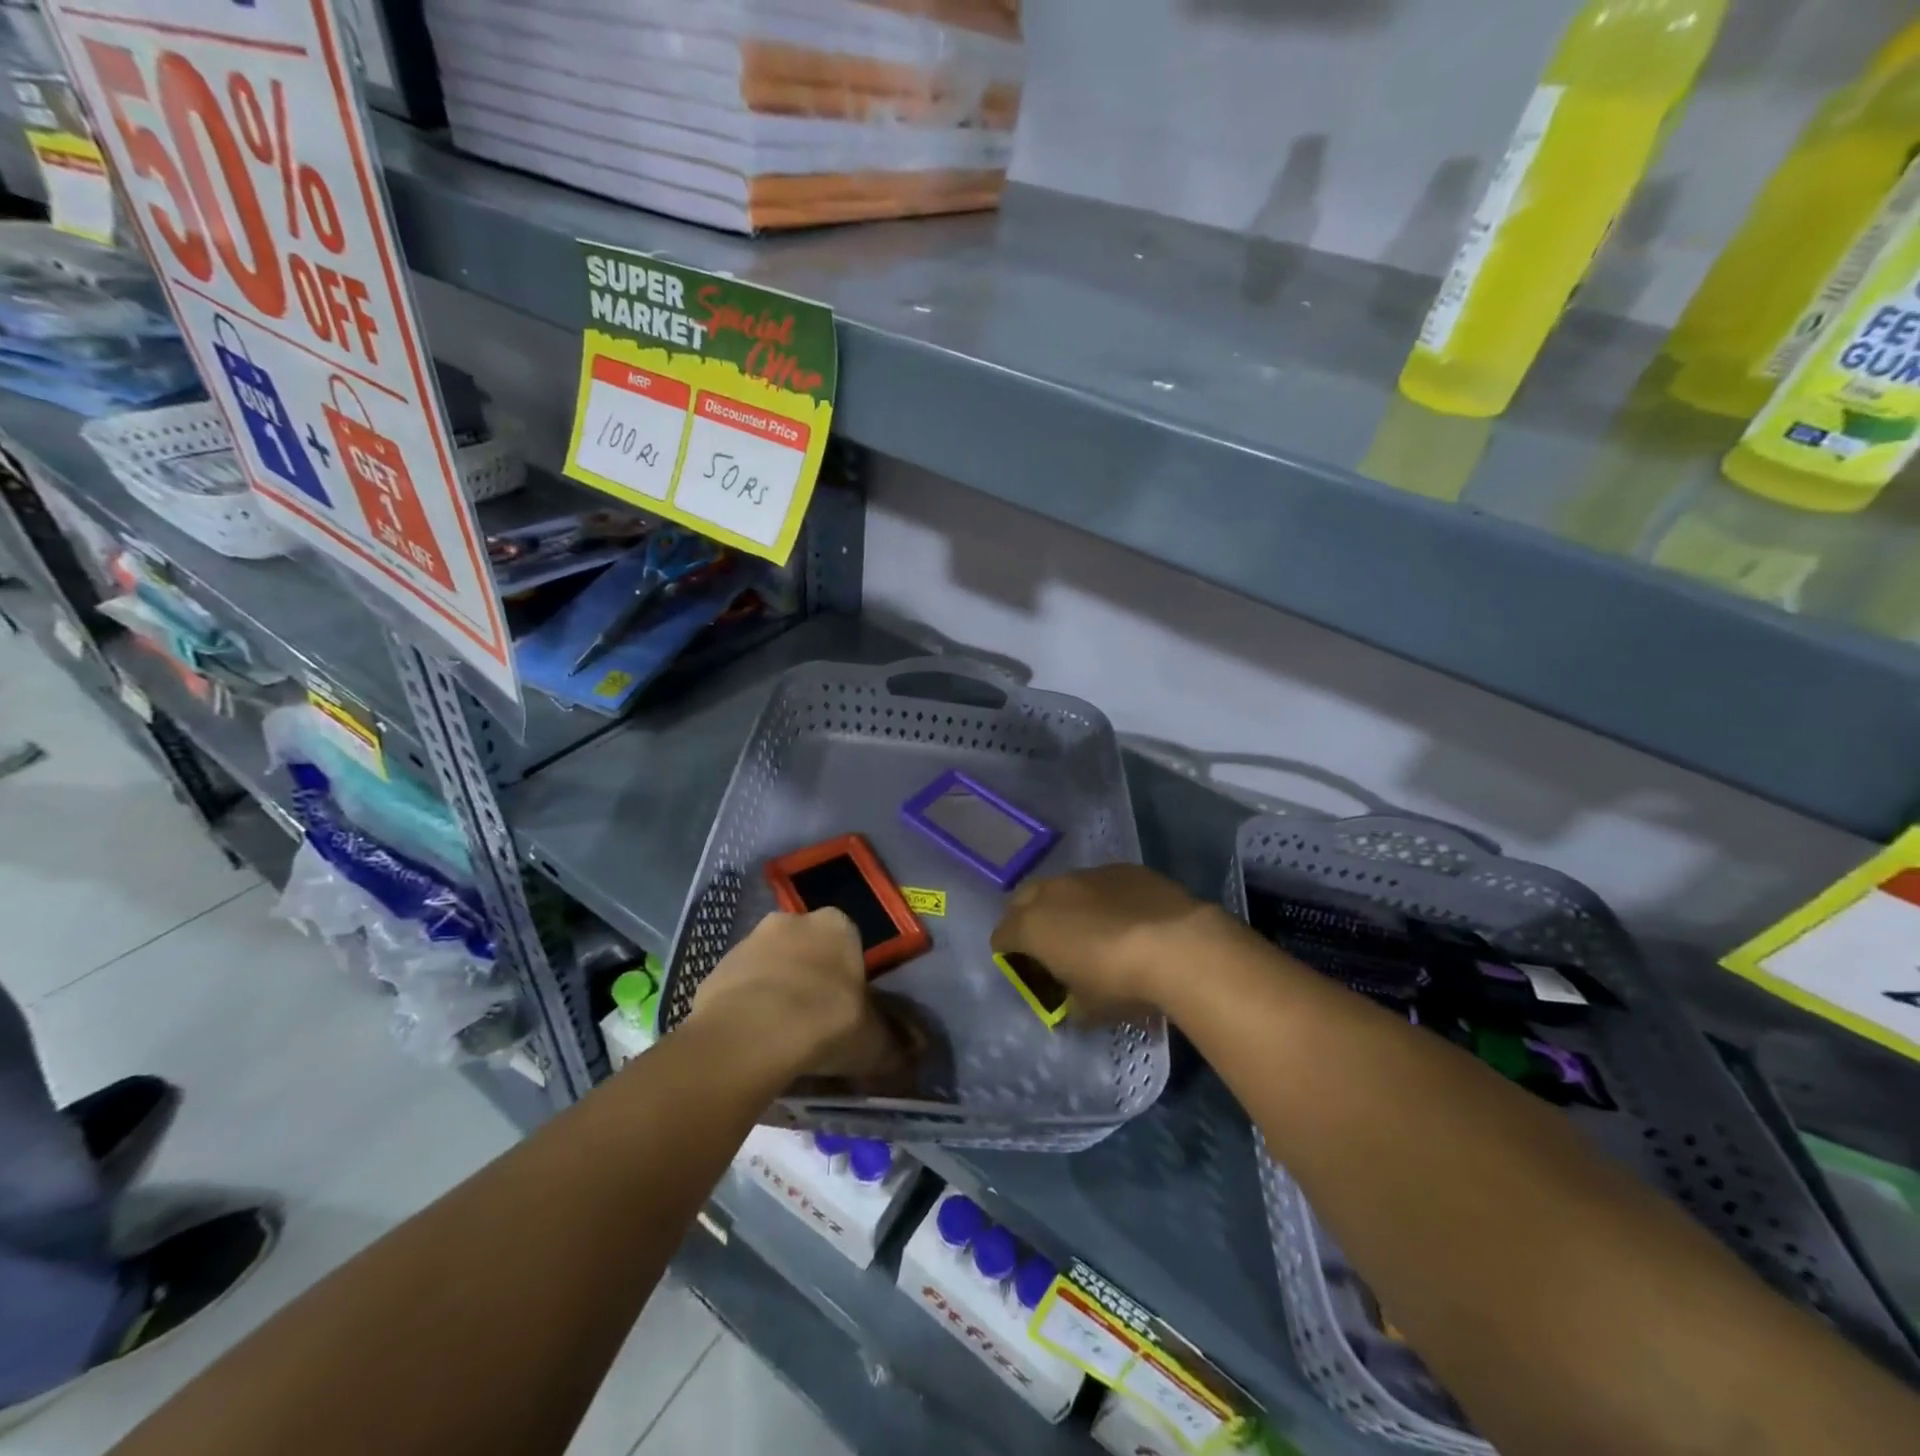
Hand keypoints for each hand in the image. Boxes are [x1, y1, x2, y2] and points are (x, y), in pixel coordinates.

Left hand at [690, 910, 914, 1087]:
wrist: (751, 1034)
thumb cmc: (825, 1021)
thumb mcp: (872, 1041)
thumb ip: (893, 1043)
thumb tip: (914, 1052)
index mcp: (837, 925)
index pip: (849, 942)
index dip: (848, 976)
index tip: (847, 1008)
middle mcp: (793, 920)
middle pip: (807, 949)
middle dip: (810, 978)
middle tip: (814, 1022)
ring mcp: (750, 941)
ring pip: (771, 965)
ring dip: (776, 991)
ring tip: (781, 1038)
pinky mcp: (716, 967)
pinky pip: (740, 987)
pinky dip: (746, 1007)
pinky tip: (753, 1041)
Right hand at [990, 865, 1230, 1016]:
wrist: (1177, 945)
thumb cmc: (1120, 982)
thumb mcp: (1088, 1009)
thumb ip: (1069, 1005)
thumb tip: (1070, 1006)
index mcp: (1032, 926)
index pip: (1001, 935)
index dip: (1006, 952)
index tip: (1020, 966)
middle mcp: (1052, 892)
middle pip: (1023, 900)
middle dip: (1026, 919)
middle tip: (1045, 943)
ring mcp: (1087, 875)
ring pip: (1062, 886)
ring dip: (1065, 905)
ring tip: (1087, 928)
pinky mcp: (1122, 868)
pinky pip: (1099, 882)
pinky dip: (1100, 898)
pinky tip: (1123, 917)